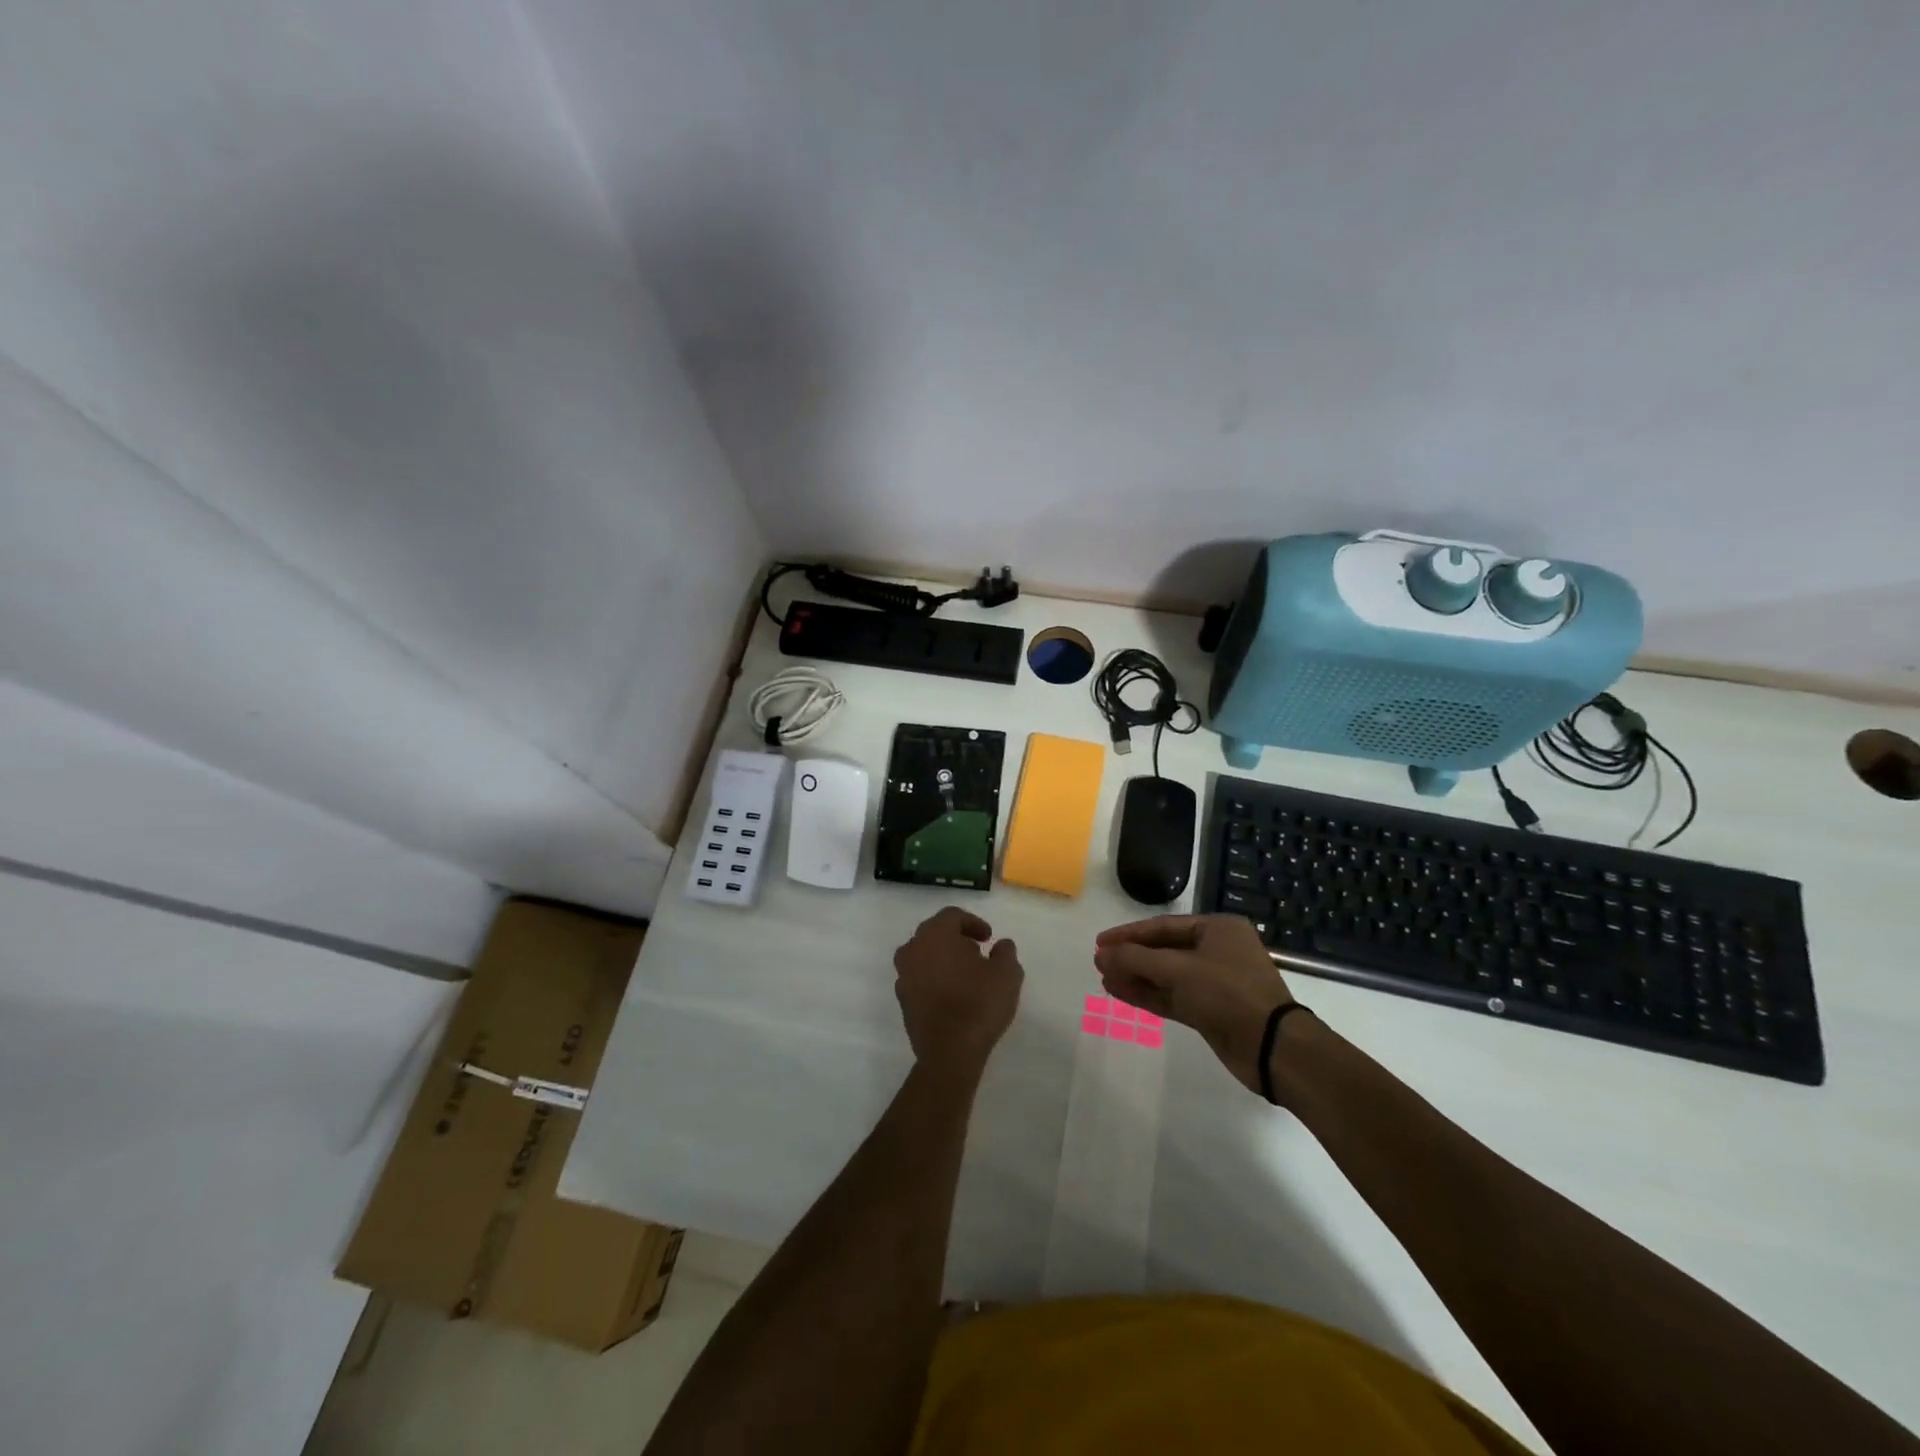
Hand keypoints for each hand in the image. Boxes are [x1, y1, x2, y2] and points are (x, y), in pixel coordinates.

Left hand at [893, 907, 1023, 1079]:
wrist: (949, 1053)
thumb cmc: (979, 1004)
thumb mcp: (1007, 973)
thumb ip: (1005, 952)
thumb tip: (1001, 945)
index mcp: (935, 934)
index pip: (952, 916)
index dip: (973, 923)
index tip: (989, 938)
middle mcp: (913, 949)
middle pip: (934, 933)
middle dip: (956, 939)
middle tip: (978, 953)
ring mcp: (903, 976)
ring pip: (924, 956)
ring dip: (943, 959)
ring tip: (966, 975)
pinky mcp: (902, 1001)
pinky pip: (919, 979)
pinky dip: (934, 979)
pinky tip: (953, 995)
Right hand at [1094, 915, 1296, 1092]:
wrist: (1271, 1046)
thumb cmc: (1227, 992)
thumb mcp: (1179, 969)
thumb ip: (1137, 959)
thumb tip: (1102, 955)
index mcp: (1218, 929)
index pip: (1163, 926)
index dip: (1129, 934)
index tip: (1100, 942)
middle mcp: (1217, 951)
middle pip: (1164, 950)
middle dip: (1131, 957)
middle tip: (1099, 961)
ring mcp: (1215, 983)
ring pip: (1166, 976)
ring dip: (1136, 976)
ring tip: (1104, 978)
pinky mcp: (1211, 1011)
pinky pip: (1173, 997)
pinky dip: (1148, 994)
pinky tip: (1120, 992)